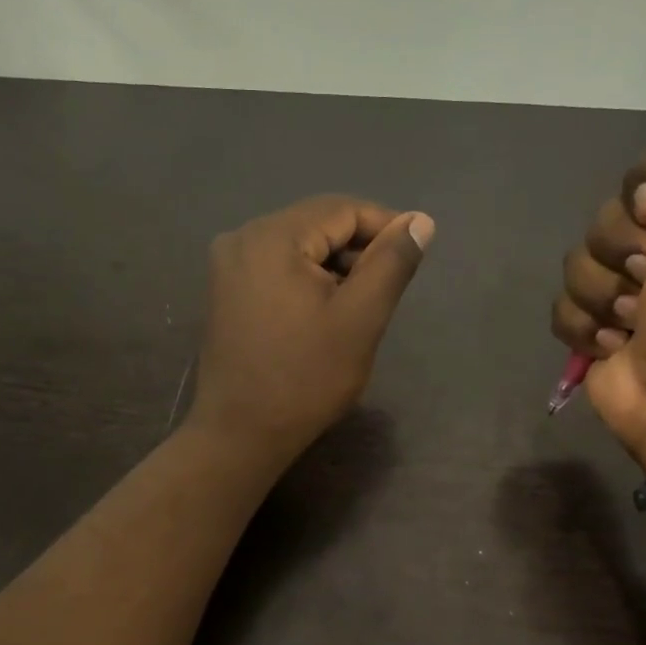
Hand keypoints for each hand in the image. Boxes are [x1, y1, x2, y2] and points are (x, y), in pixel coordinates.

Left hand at [189, 195, 434, 465]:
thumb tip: (419, 221)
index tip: (415, 253)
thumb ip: (391, 263)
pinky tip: (324, 313)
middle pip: (317, 225)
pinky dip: (307, 280)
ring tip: (359, 306)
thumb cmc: (305, 379)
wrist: (241, 435)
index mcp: (272, 237)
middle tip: (387, 288)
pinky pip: (277, 268)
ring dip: (334, 267)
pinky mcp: (225, 292)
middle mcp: (242, 238)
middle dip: (358, 250)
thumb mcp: (359, 320)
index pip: (342, 209)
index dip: (385, 225)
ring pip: (298, 248)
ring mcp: (228, 266)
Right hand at [551, 80, 645, 471]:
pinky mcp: (596, 328)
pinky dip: (584, 327)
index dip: (645, 188)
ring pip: (578, 262)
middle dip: (619, 249)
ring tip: (633, 323)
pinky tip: (614, 345)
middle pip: (608, 214)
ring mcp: (626, 291)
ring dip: (602, 295)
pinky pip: (562, 306)